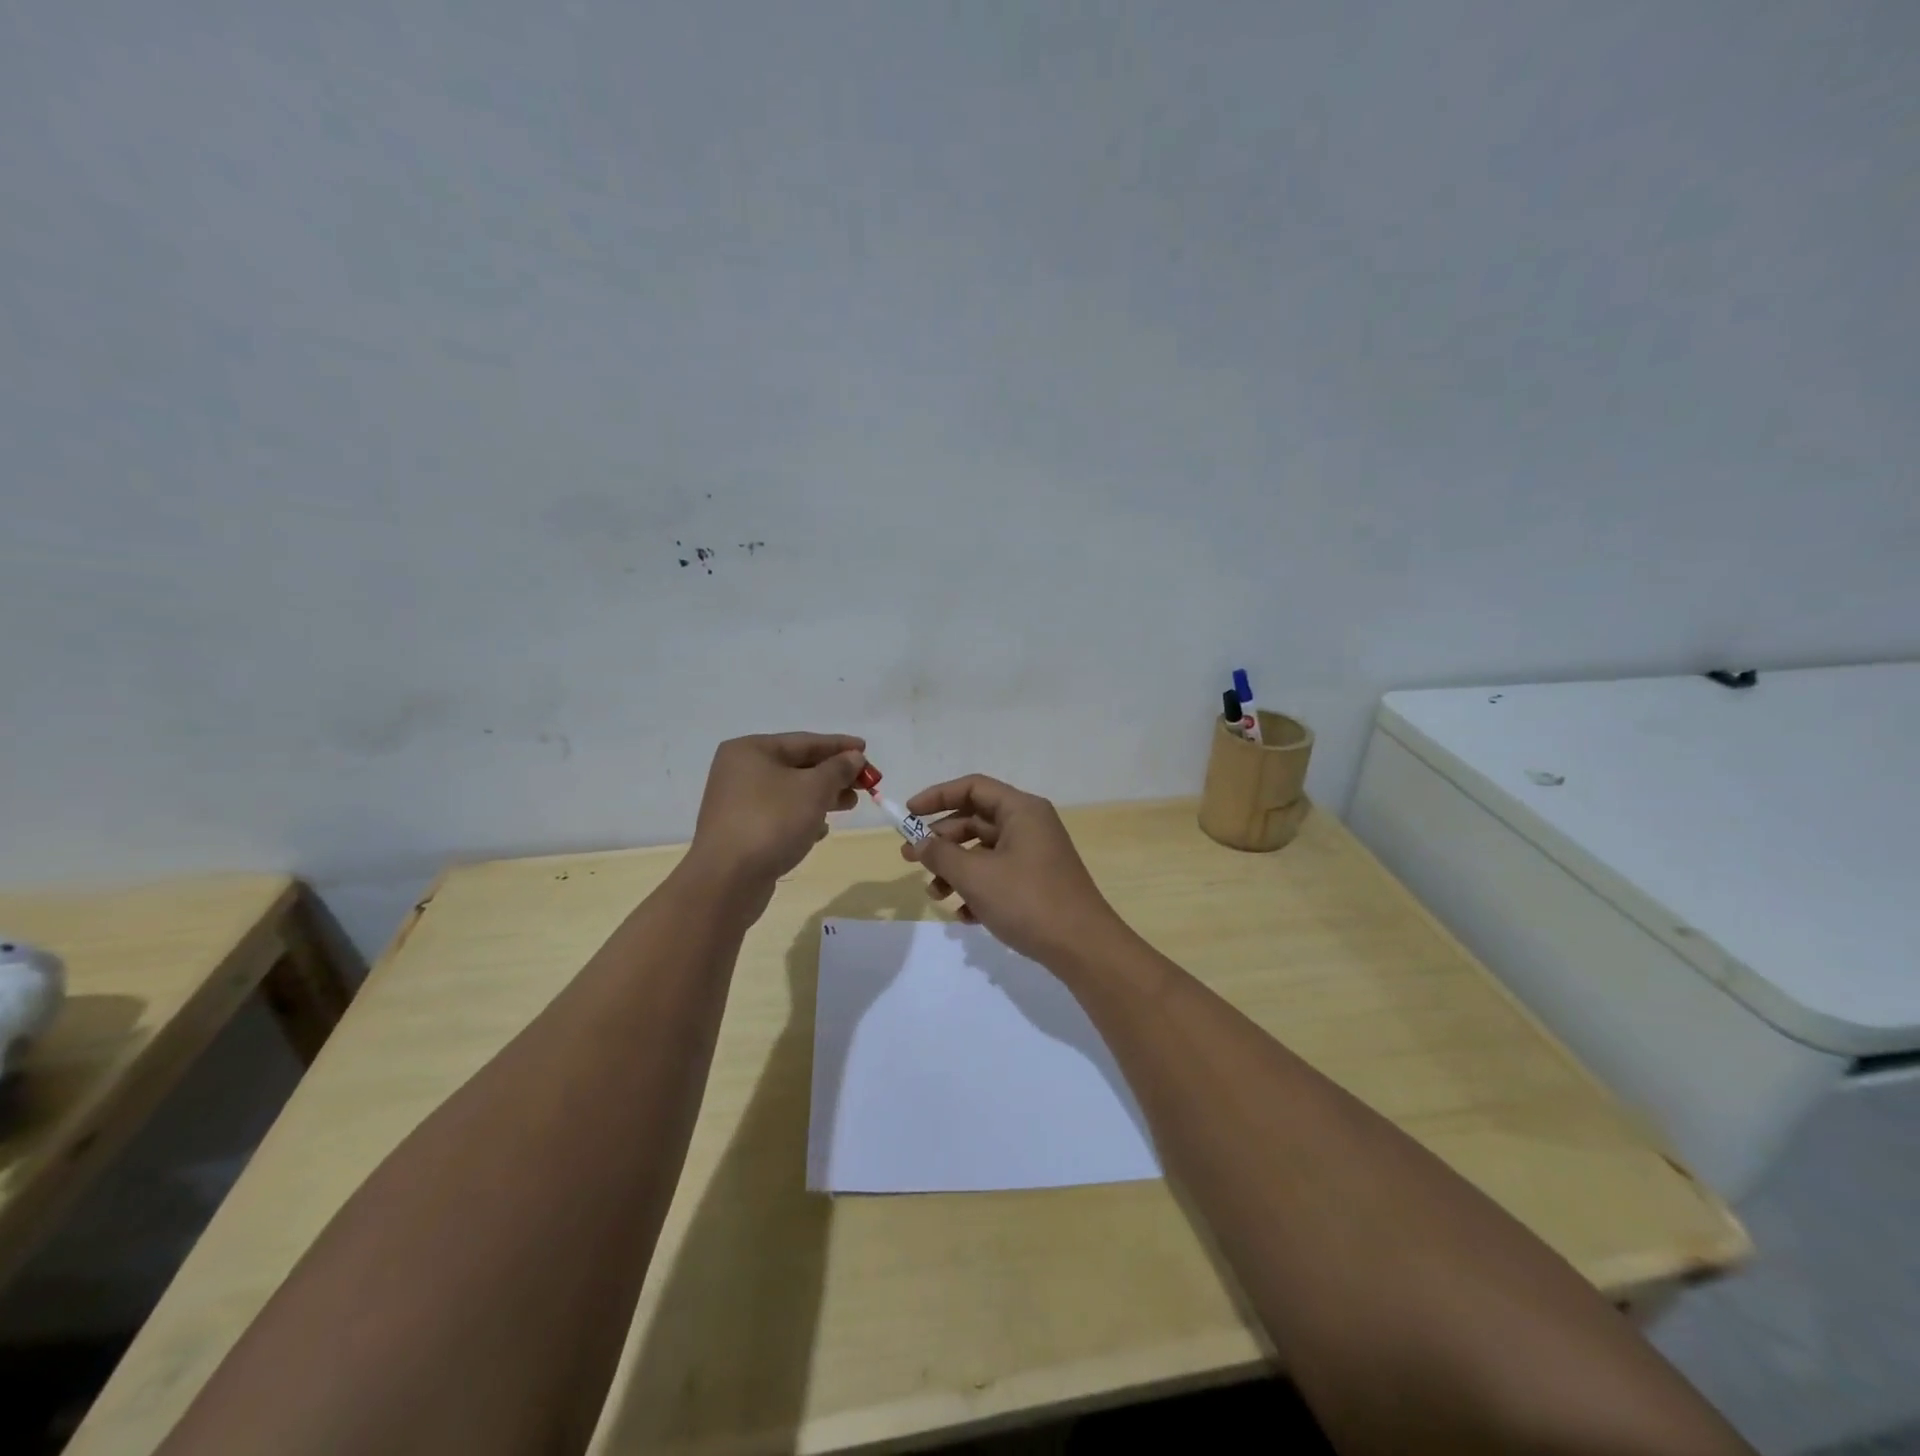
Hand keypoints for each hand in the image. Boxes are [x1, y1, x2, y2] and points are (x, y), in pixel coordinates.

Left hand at [690, 733, 866, 892]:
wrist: (727, 880)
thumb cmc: (772, 822)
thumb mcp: (814, 789)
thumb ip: (838, 769)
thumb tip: (854, 757)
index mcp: (751, 750)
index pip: (805, 741)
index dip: (839, 745)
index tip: (866, 749)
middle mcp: (740, 771)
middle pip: (797, 766)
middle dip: (833, 775)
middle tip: (864, 784)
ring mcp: (737, 802)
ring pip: (790, 792)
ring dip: (822, 797)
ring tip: (849, 806)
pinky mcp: (741, 830)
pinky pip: (779, 815)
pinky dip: (802, 818)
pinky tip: (821, 831)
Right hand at [901, 775, 1125, 966]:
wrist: (1082, 948)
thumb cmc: (1028, 901)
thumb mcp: (976, 876)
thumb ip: (941, 854)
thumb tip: (918, 843)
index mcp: (1021, 810)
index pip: (973, 788)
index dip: (937, 796)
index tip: (908, 814)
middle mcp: (1030, 826)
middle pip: (975, 820)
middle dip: (941, 841)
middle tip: (909, 859)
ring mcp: (1035, 856)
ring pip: (983, 852)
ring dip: (955, 870)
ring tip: (935, 895)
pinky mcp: (1037, 883)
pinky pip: (998, 876)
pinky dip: (977, 890)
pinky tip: (964, 916)